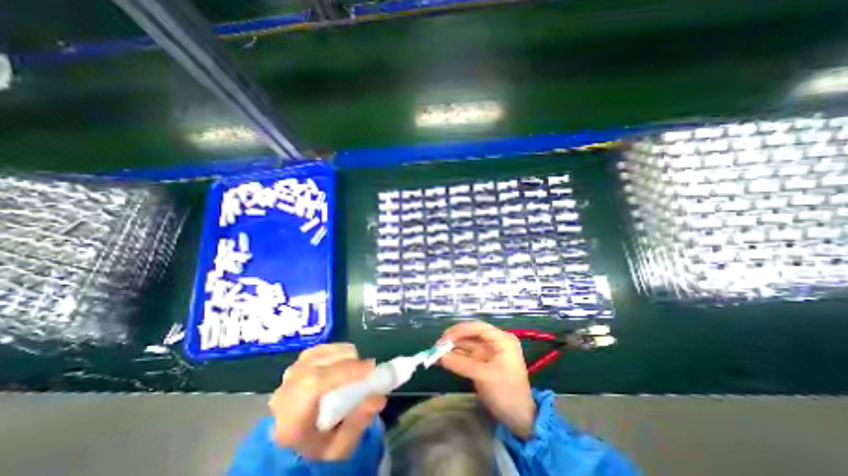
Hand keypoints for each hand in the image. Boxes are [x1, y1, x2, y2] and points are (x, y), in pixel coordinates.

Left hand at [269, 344, 386, 458]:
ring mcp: (288, 377)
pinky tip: (344, 358)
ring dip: (341, 354)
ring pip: (318, 354)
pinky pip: (317, 350)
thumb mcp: (340, 447)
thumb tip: (378, 398)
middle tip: (368, 368)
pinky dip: (333, 350)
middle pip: (317, 365)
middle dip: (347, 361)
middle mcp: (285, 393)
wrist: (296, 443)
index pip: (315, 384)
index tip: (370, 367)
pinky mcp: (295, 366)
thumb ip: (358, 423)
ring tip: (356, 365)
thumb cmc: (319, 447)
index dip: (345, 371)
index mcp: (290, 420)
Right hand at [440, 320, 530, 438]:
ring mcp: (487, 352)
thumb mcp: (485, 377)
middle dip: (453, 339)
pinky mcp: (481, 362)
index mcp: (501, 339)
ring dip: (451, 348)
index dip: (460, 330)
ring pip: (465, 344)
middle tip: (436, 347)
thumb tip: (439, 356)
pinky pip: (465, 355)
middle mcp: (494, 342)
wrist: (519, 419)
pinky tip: (441, 360)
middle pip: (470, 334)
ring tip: (435, 354)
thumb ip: (461, 364)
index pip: (478, 327)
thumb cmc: (507, 393)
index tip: (444, 339)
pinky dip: (454, 357)